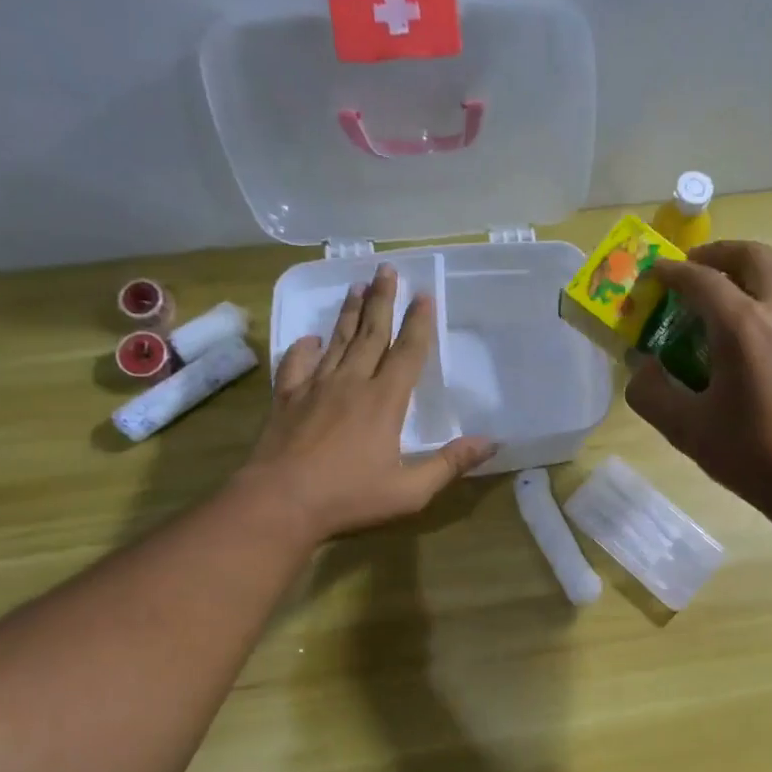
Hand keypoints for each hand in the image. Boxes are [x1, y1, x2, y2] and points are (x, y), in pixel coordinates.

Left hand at [241, 263, 494, 540]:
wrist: (280, 503)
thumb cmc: (350, 498)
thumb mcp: (411, 491)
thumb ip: (449, 464)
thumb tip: (491, 442)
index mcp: (385, 402)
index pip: (408, 353)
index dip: (418, 323)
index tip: (424, 295)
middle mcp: (351, 383)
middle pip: (371, 334)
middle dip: (382, 300)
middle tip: (386, 269)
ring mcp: (316, 388)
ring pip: (337, 341)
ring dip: (349, 313)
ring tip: (356, 286)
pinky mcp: (287, 399)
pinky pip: (297, 364)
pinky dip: (304, 348)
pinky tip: (310, 338)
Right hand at [627, 241, 771, 518]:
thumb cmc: (752, 454)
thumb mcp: (686, 429)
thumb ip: (651, 393)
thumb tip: (642, 368)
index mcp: (743, 326)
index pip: (701, 280)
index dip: (672, 273)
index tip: (654, 273)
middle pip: (752, 256)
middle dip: (718, 254)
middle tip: (694, 269)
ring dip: (755, 267)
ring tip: (733, 289)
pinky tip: (766, 322)